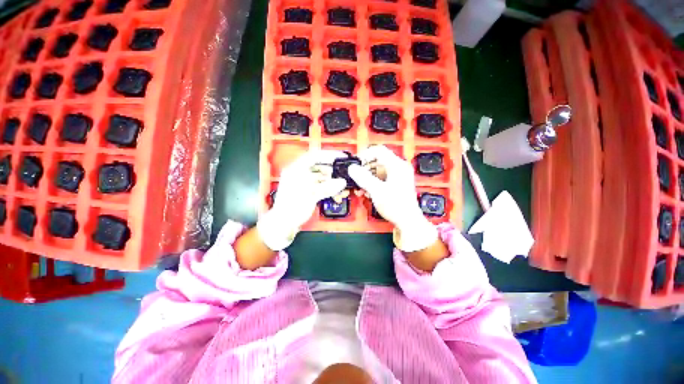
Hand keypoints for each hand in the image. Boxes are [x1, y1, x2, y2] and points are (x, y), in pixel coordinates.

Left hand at [257, 150, 346, 250]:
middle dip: (332, 171)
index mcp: (295, 169)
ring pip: (321, 177)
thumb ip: (327, 188)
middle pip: (319, 167)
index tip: (341, 157)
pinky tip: (336, 193)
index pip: (314, 156)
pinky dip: (328, 189)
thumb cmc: (291, 208)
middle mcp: (299, 174)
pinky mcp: (307, 191)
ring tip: (341, 187)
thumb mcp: (310, 196)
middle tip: (343, 174)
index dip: (329, 155)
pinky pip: (320, 186)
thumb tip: (341, 182)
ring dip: (332, 182)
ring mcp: (303, 183)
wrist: (284, 224)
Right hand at [348, 145, 437, 252]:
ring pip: (376, 171)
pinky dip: (371, 183)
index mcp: (397, 166)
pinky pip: (379, 179)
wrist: (407, 222)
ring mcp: (396, 176)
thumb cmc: (398, 207)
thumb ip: (363, 178)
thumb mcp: (377, 191)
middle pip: (376, 161)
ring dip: (366, 178)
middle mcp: (398, 168)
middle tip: (356, 177)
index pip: (378, 151)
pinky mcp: (394, 184)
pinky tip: (365, 191)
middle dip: (364, 169)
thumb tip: (353, 168)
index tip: (356, 164)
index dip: (365, 155)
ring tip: (360, 187)